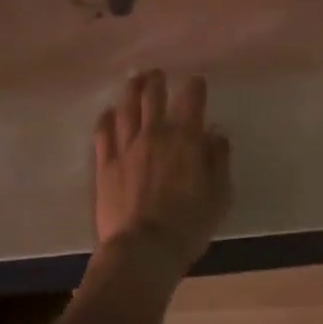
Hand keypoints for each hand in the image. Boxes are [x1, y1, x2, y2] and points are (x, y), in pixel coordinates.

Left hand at [92, 71, 231, 284]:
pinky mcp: (105, 164)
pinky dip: (106, 118)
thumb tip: (216, 134)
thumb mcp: (219, 195)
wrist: (143, 249)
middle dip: (156, 81)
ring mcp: (125, 147)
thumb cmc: (189, 224)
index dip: (194, 87)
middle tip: (157, 74)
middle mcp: (154, 134)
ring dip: (131, 91)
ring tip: (134, 81)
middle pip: (153, 96)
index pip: (191, 100)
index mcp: (185, 139)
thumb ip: (218, 160)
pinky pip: (103, 132)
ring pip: (126, 108)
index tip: (196, 82)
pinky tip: (108, 112)